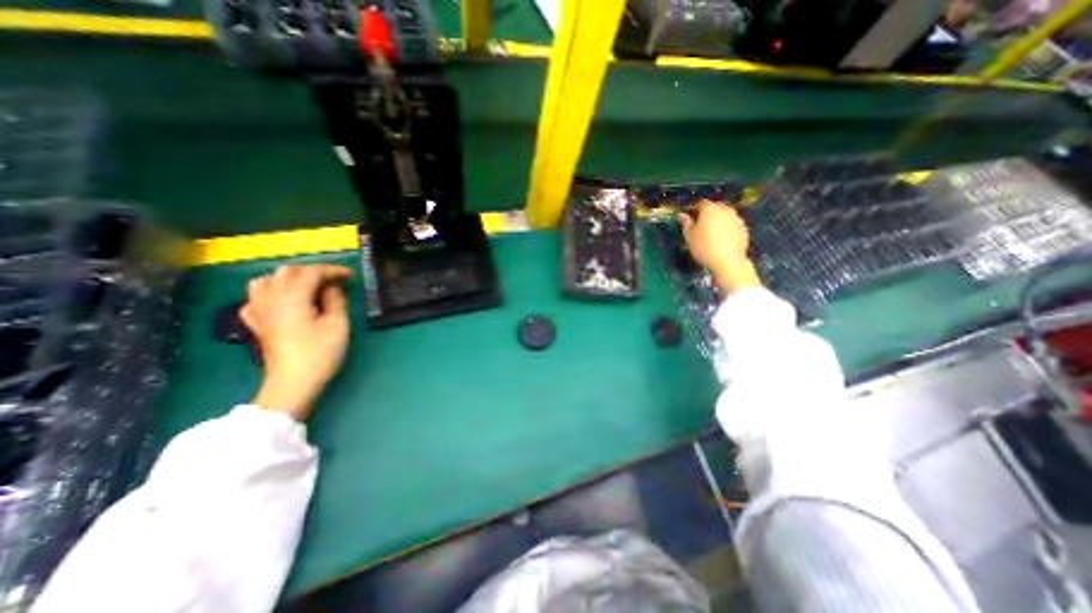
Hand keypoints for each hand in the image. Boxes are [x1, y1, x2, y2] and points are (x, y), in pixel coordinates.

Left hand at [241, 264, 353, 419]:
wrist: (292, 383)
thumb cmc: (320, 353)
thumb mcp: (338, 325)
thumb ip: (336, 300)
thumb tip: (332, 287)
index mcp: (292, 297)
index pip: (311, 272)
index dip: (332, 270)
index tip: (350, 275)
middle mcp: (270, 298)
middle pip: (287, 271)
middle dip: (313, 272)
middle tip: (333, 281)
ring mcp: (258, 311)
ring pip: (266, 280)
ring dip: (289, 279)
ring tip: (308, 288)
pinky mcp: (255, 323)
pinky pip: (256, 298)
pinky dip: (271, 293)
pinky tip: (284, 303)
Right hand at [679, 201, 760, 294]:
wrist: (728, 261)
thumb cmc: (704, 247)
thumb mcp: (690, 236)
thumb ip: (686, 223)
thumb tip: (681, 215)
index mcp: (710, 209)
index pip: (700, 203)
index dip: (694, 209)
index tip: (690, 217)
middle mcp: (725, 209)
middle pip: (715, 207)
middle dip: (708, 213)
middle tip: (701, 224)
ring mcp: (736, 218)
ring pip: (725, 215)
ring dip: (718, 220)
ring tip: (712, 232)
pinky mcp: (744, 228)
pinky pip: (732, 224)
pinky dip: (727, 227)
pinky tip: (722, 238)